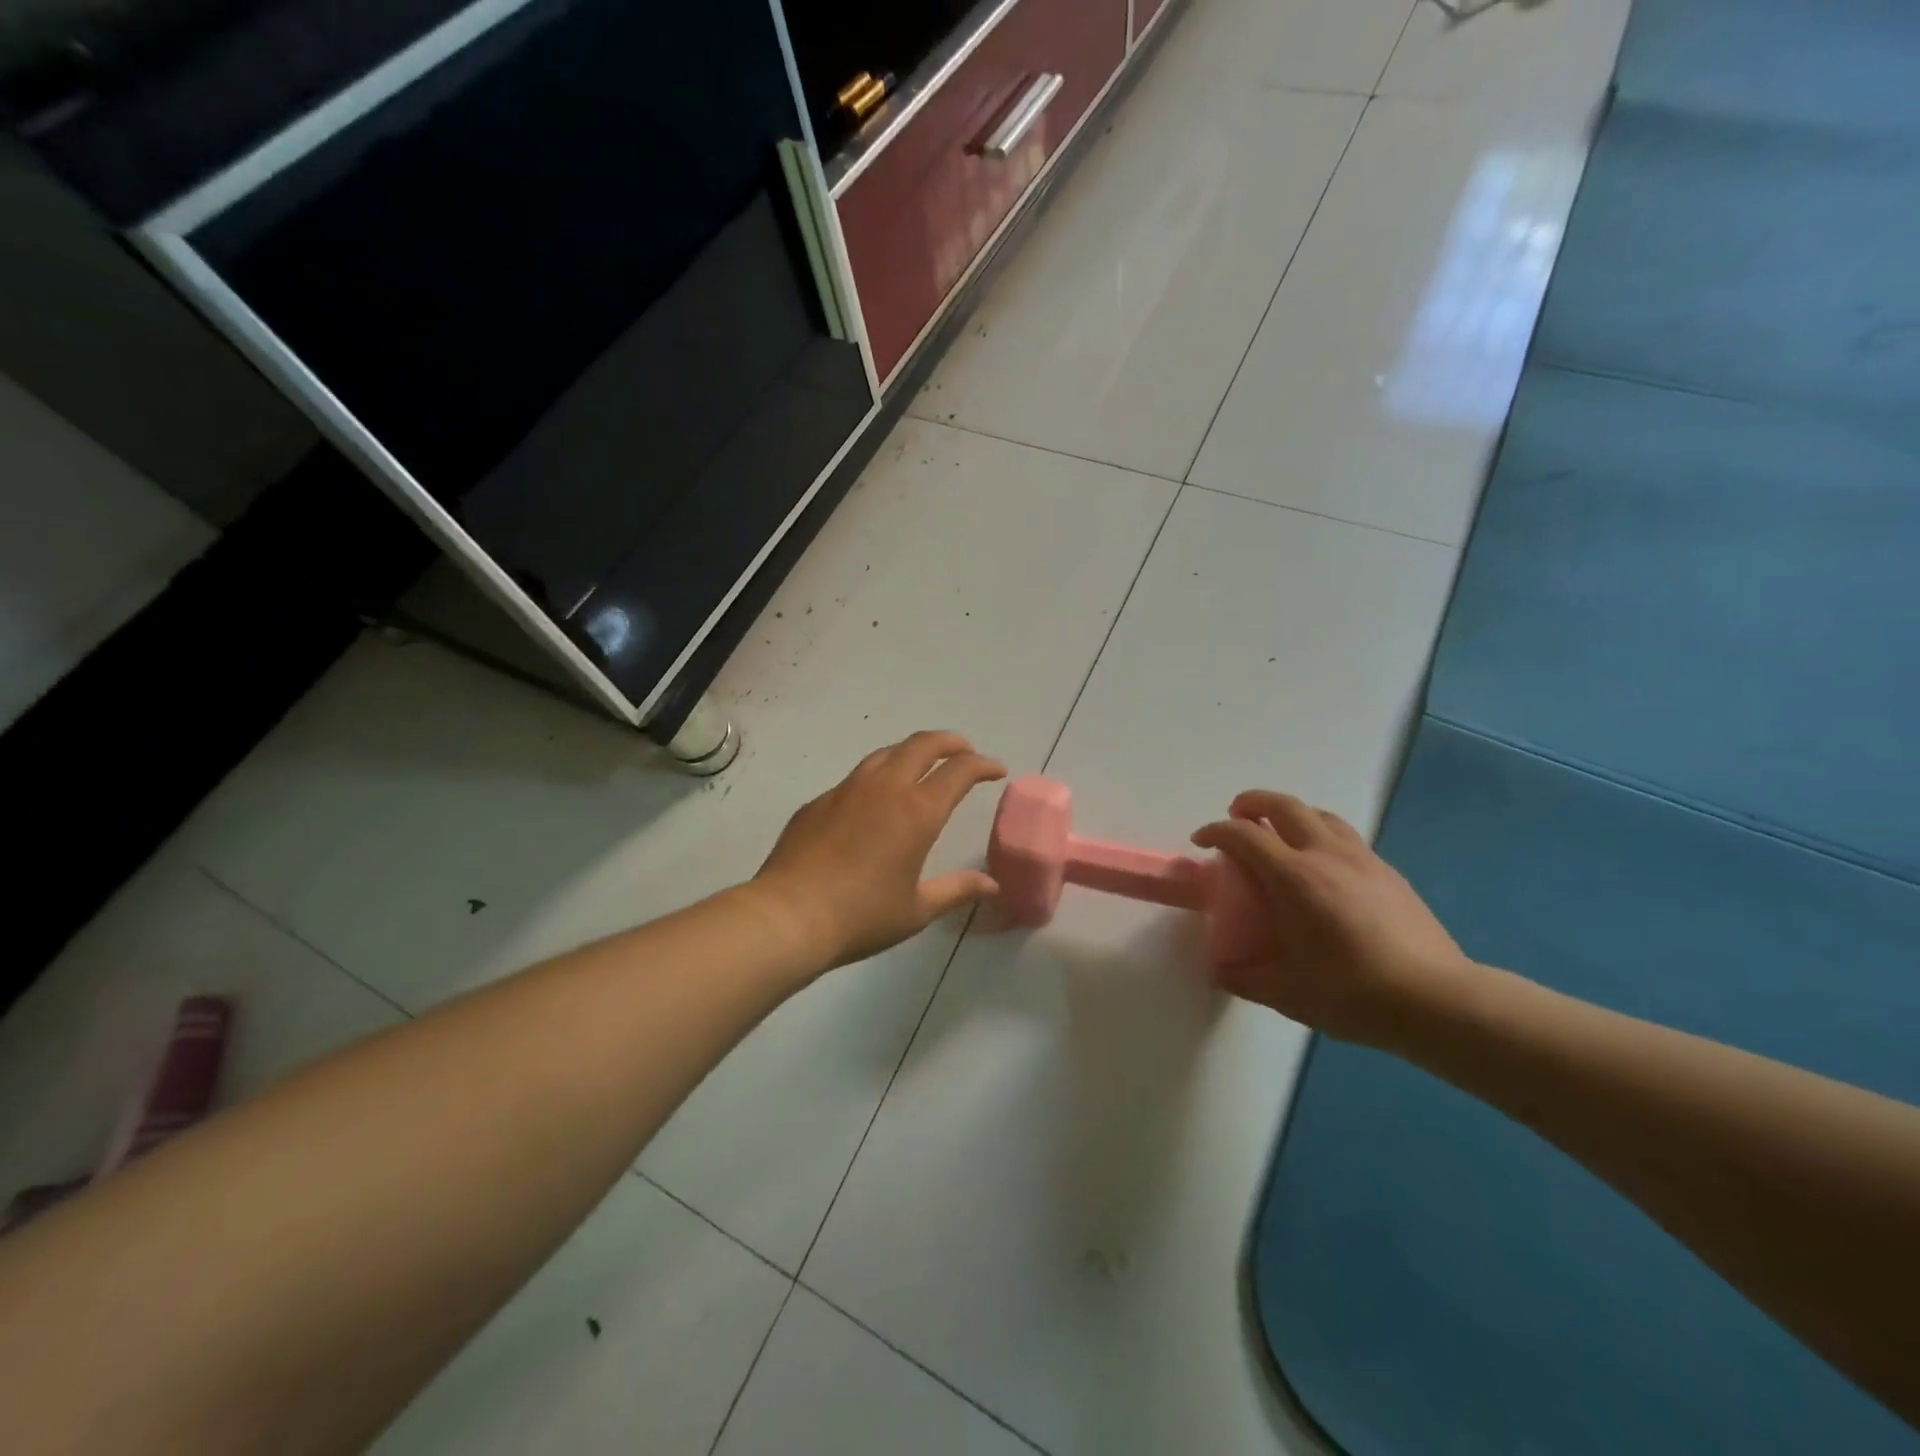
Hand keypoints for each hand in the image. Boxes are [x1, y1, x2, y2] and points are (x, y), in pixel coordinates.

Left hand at [756, 731, 1007, 970]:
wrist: (788, 916)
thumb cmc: (861, 916)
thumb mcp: (917, 909)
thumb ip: (957, 890)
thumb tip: (992, 885)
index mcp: (917, 812)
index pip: (960, 771)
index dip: (983, 765)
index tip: (996, 770)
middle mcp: (884, 788)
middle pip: (923, 744)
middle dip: (951, 742)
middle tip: (965, 751)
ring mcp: (847, 790)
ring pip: (887, 753)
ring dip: (912, 752)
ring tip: (922, 766)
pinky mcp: (819, 801)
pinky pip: (856, 777)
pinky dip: (878, 777)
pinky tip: (874, 802)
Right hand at [1192, 791, 1474, 1049]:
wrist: (1437, 1000)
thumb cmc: (1353, 993)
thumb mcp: (1286, 993)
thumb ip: (1243, 977)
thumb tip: (1218, 970)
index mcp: (1294, 877)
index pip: (1243, 835)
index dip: (1215, 832)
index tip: (1201, 842)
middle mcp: (1326, 855)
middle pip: (1283, 805)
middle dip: (1252, 803)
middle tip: (1236, 815)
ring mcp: (1362, 859)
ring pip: (1319, 815)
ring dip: (1290, 814)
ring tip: (1278, 833)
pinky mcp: (1388, 872)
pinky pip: (1345, 836)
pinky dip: (1320, 834)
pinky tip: (1322, 866)